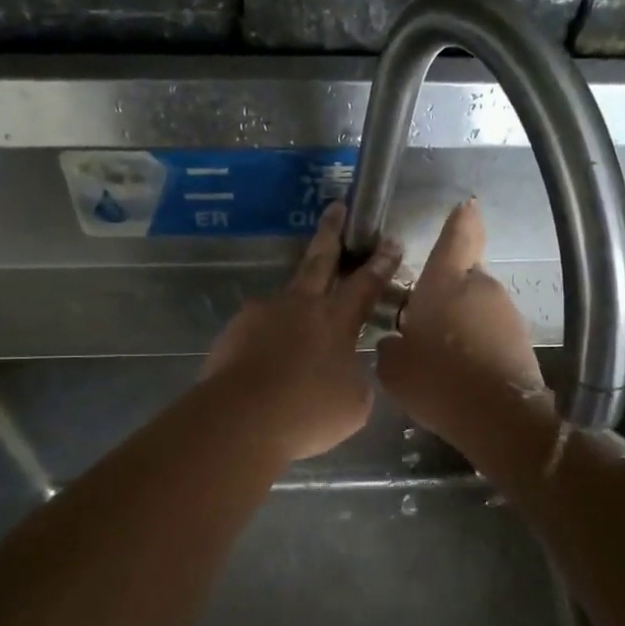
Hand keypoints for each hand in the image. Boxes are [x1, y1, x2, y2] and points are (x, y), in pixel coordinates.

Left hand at [203, 201, 401, 461]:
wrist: (242, 417)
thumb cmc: (308, 411)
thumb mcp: (353, 402)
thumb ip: (354, 376)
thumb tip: (345, 369)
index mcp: (336, 319)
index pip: (365, 284)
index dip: (381, 263)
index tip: (390, 241)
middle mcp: (300, 305)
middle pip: (319, 260)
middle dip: (331, 232)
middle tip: (335, 207)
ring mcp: (263, 313)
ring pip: (284, 299)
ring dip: (294, 306)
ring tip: (295, 332)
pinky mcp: (234, 331)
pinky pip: (258, 330)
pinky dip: (267, 340)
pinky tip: (266, 362)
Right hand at [377, 199, 543, 435]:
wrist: (499, 418)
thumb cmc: (437, 381)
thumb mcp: (393, 367)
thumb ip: (391, 345)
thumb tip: (396, 341)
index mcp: (445, 282)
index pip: (457, 236)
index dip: (461, 219)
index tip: (466, 205)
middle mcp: (480, 287)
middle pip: (463, 277)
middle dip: (446, 293)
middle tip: (424, 324)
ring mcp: (506, 312)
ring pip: (477, 306)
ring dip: (462, 321)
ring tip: (442, 356)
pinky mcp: (521, 339)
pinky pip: (490, 331)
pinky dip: (477, 343)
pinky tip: (462, 372)